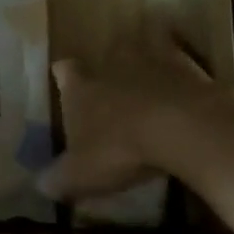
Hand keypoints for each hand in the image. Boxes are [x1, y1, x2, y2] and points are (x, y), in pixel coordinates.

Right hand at [39, 34, 233, 201]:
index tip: (64, 81)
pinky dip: (185, 73)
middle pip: (106, 55)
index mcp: (82, 86)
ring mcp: (155, 61)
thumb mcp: (80, 175)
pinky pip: (185, 63)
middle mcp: (114, 65)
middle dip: (108, 68)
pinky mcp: (192, 68)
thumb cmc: (121, 149)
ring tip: (151, 79)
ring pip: (146, 49)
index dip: (64, 76)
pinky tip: (188, 88)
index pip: (65, 70)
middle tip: (111, 86)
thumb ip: (57, 179)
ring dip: (147, 61)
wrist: (184, 129)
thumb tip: (41, 185)